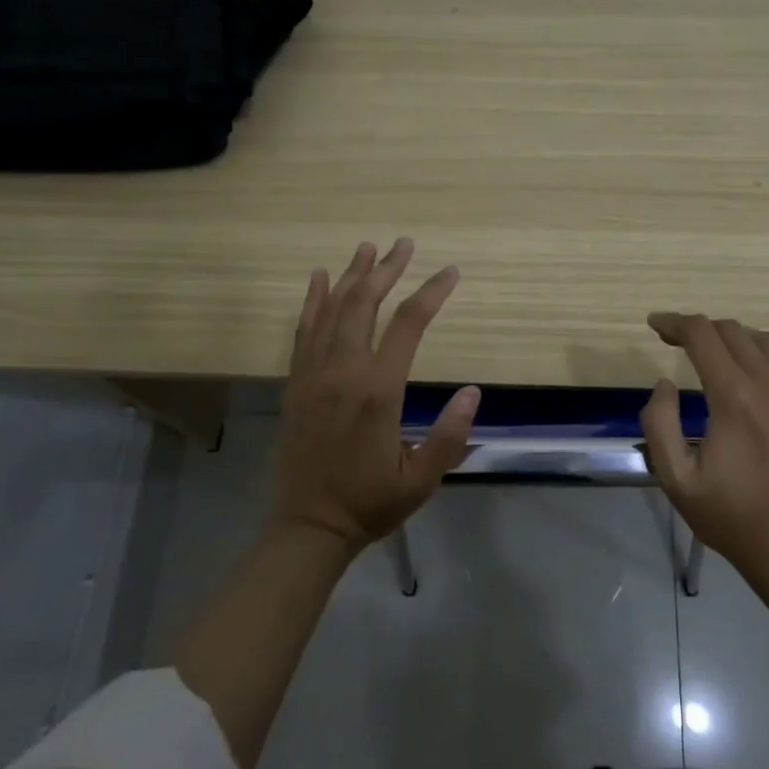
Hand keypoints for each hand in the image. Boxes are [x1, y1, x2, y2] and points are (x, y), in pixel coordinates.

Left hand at [275, 238, 479, 551]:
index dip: (431, 293)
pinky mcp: (295, 383)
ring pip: (333, 310)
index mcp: (378, 390)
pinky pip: (303, 331)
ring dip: (352, 275)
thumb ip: (449, 435)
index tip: (451, 272)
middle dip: (387, 270)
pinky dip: (313, 300)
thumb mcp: (422, 480)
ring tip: (367, 247)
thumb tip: (474, 391)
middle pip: (365, 304)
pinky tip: (320, 278)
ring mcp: (314, 374)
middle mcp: (343, 371)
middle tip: (404, 243)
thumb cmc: (370, 503)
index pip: (408, 325)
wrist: (308, 525)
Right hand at [640, 310, 768, 578]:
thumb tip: (666, 381)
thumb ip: (658, 422)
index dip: (674, 323)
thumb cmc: (727, 514)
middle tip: (680, 343)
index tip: (656, 325)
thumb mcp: (675, 478)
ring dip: (736, 338)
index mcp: (734, 400)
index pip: (702, 336)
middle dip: (701, 330)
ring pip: (766, 340)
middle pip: (732, 332)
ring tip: (720, 353)